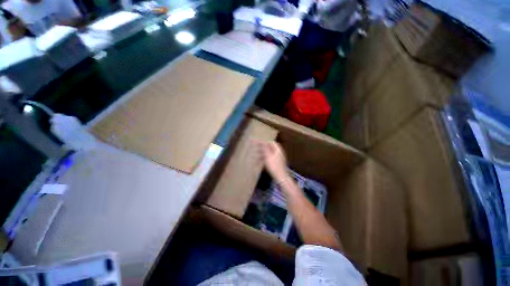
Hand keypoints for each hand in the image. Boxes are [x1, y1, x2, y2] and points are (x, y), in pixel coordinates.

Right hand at [257, 141, 289, 183]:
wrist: (281, 177)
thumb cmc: (274, 166)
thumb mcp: (268, 156)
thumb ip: (265, 148)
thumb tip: (262, 141)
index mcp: (278, 149)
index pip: (271, 142)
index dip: (264, 141)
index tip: (258, 142)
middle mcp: (278, 152)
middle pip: (270, 147)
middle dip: (262, 147)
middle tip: (255, 147)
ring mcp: (278, 158)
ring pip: (269, 153)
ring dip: (262, 153)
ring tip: (256, 154)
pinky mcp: (276, 163)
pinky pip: (269, 158)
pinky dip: (264, 158)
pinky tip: (259, 161)